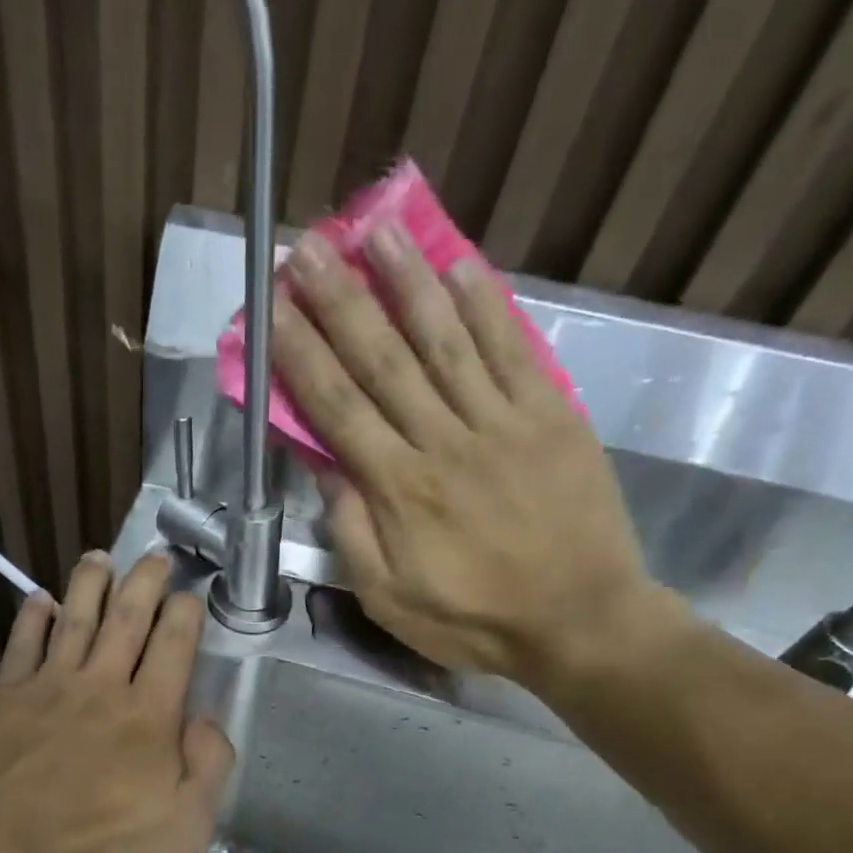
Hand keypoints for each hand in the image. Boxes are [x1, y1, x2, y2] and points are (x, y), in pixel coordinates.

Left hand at [0, 552, 234, 852]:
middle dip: (145, 582)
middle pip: (127, 618)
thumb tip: (207, 717)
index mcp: (149, 714)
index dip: (185, 614)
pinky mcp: (3, 699)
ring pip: (75, 619)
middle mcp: (101, 686)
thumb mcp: (185, 826)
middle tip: (154, 555)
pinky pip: (21, 645)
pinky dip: (33, 618)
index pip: (174, 646)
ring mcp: (48, 687)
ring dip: (90, 584)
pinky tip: (40, 600)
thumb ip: (209, 765)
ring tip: (100, 557)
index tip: (189, 596)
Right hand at [271, 225, 676, 694]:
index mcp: (398, 489)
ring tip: (374, 231)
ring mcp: (502, 421)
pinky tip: (459, 266)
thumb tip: (324, 468)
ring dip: (405, 282)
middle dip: (339, 301)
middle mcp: (443, 441)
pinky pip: (512, 349)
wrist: (579, 621)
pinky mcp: (551, 415)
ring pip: (444, 340)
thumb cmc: (472, 620)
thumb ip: (351, 533)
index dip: (300, 353)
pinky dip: (486, 305)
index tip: (273, 307)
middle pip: (382, 360)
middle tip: (308, 247)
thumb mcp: (387, 598)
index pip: (337, 407)